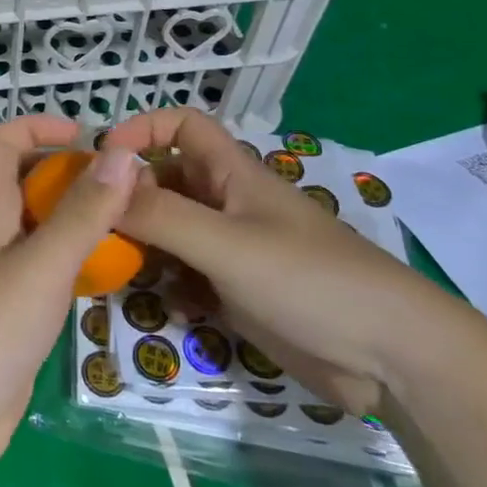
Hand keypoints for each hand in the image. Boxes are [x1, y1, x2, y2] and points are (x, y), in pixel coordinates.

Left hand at [0, 116, 140, 485]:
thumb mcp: (42, 264)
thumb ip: (82, 213)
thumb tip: (120, 154)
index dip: (36, 126)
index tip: (85, 136)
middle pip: (25, 182)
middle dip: (70, 175)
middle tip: (124, 190)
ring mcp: (0, 275)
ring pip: (40, 228)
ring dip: (79, 220)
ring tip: (131, 228)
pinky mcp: (13, 313)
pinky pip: (47, 269)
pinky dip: (76, 262)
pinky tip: (109, 277)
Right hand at [104, 108, 462, 415]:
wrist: (394, 360)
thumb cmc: (310, 281)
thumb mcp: (225, 245)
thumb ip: (160, 215)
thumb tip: (100, 185)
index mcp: (231, 174)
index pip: (181, 126)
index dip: (142, 130)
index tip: (103, 162)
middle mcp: (227, 205)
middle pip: (165, 182)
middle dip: (129, 198)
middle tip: (92, 226)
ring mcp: (233, 251)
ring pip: (170, 231)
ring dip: (143, 246)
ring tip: (114, 267)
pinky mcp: (238, 292)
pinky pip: (187, 276)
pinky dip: (169, 286)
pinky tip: (165, 306)